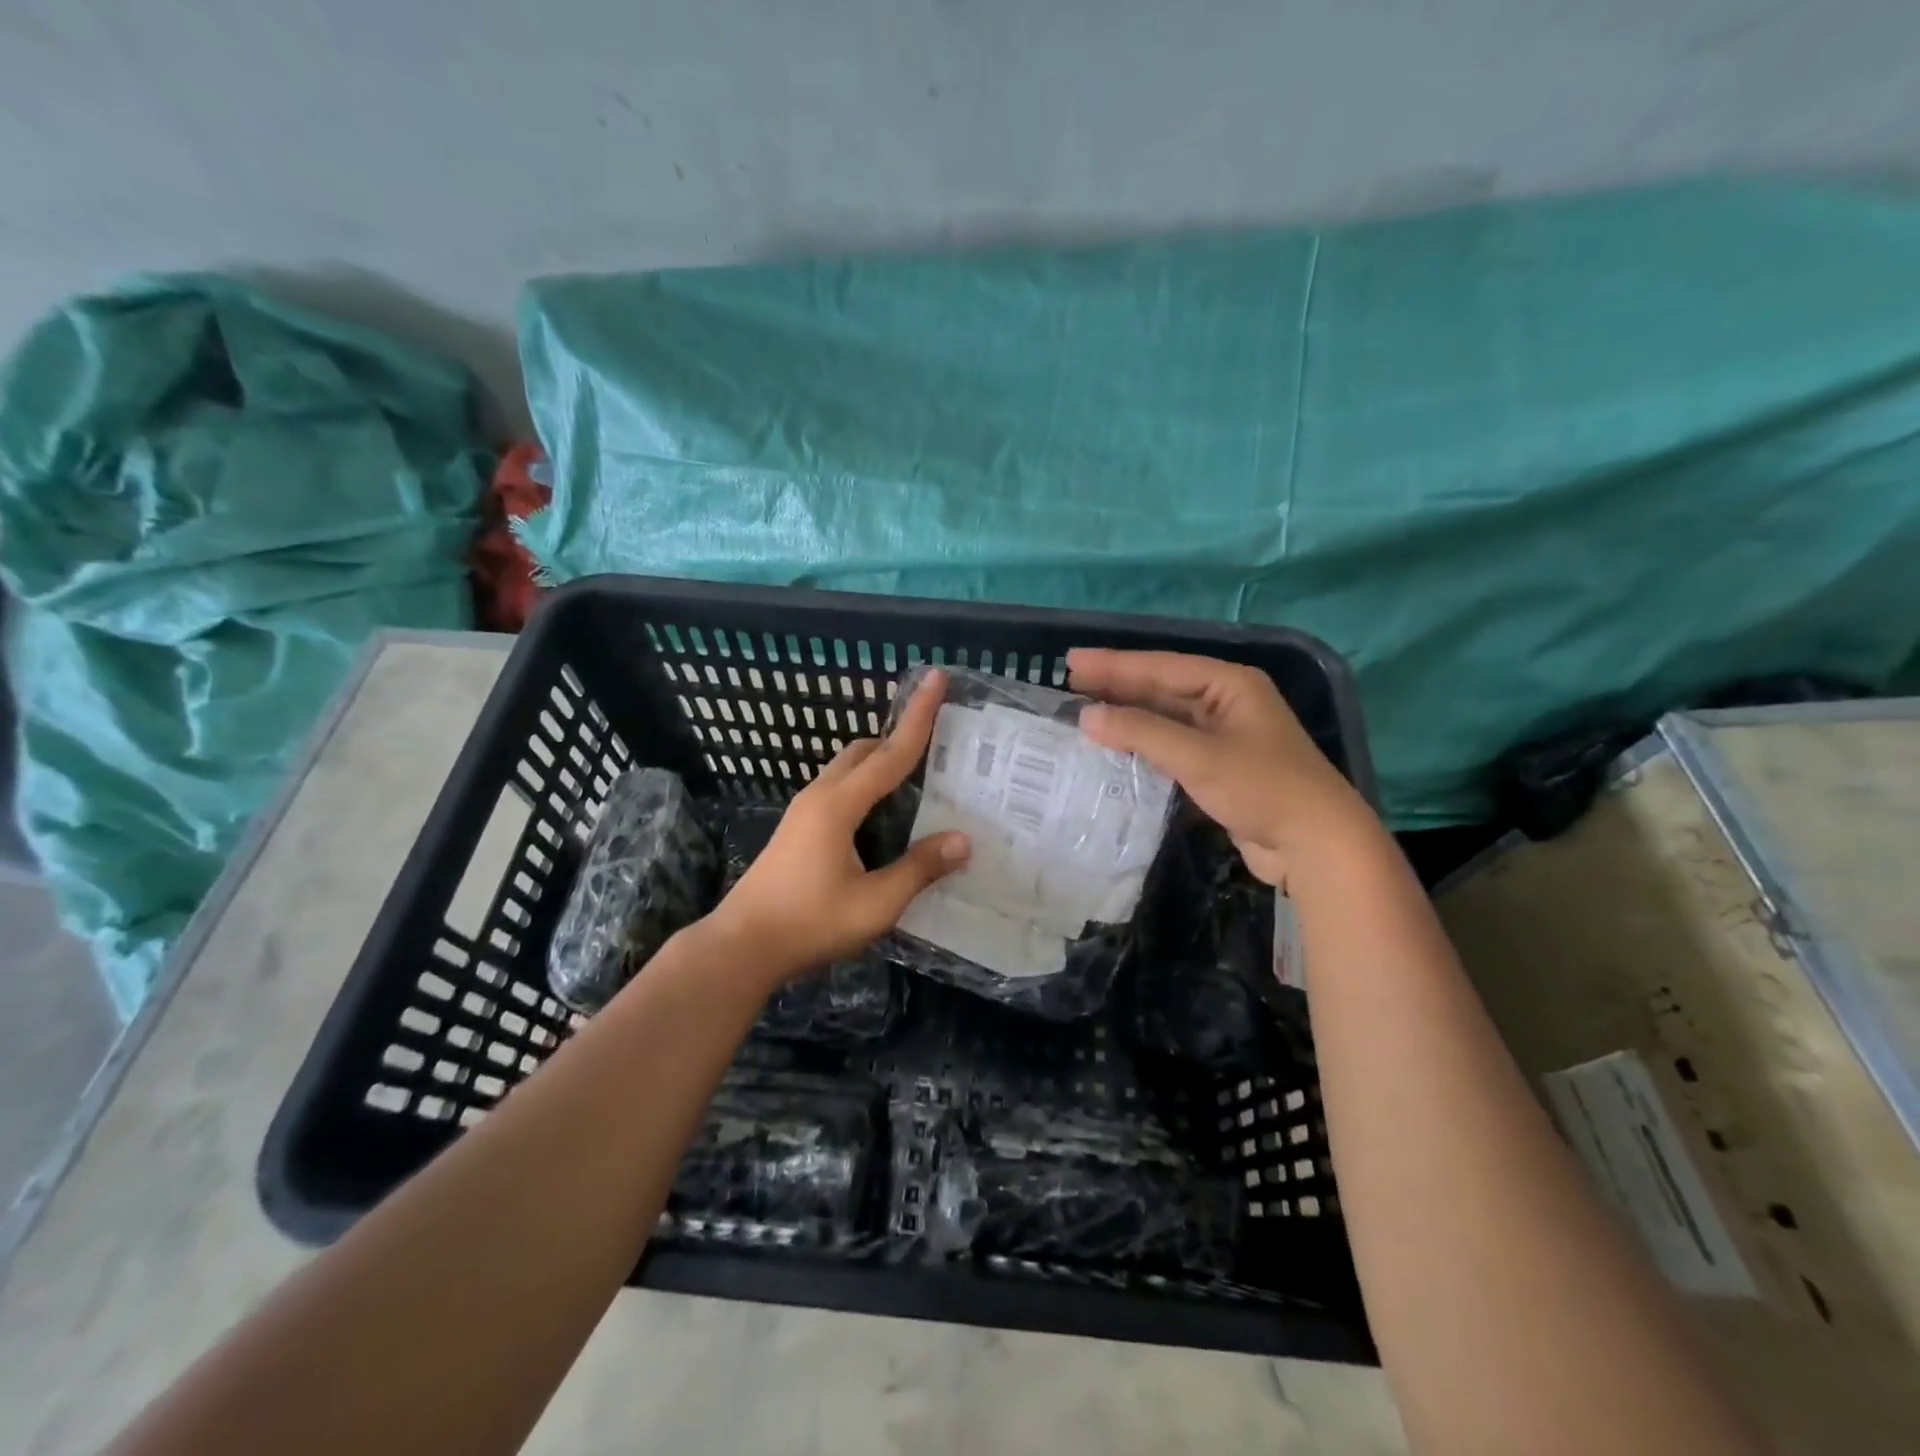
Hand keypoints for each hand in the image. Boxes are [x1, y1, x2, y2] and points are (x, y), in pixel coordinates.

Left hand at [707, 670, 969, 982]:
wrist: (742, 945)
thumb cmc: (810, 923)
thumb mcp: (875, 903)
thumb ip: (919, 869)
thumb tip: (963, 840)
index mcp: (839, 805)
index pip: (891, 753)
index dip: (919, 716)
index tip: (936, 678)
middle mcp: (820, 796)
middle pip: (864, 750)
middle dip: (899, 736)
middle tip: (938, 741)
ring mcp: (803, 811)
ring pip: (848, 768)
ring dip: (880, 761)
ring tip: (917, 777)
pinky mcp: (797, 828)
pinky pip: (839, 788)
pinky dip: (866, 783)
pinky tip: (883, 813)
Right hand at [1069, 648, 1370, 887]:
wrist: (1316, 844)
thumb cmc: (1262, 788)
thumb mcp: (1198, 756)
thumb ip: (1140, 732)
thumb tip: (1086, 717)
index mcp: (1229, 684)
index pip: (1161, 666)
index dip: (1114, 664)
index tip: (1071, 661)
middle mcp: (1226, 702)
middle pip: (1162, 688)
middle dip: (1117, 686)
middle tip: (1069, 681)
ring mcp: (1224, 735)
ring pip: (1165, 718)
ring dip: (1127, 716)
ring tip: (1084, 711)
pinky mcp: (1219, 767)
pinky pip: (1172, 746)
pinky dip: (1143, 745)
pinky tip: (1116, 747)